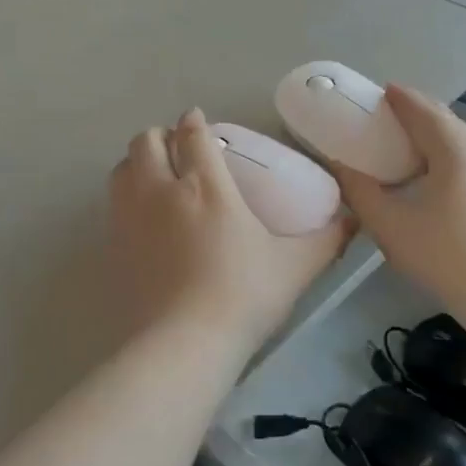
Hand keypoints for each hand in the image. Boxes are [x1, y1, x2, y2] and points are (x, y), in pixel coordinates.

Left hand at [109, 110, 353, 346]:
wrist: (184, 345)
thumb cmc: (244, 296)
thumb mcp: (296, 267)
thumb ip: (326, 240)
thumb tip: (352, 220)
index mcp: (206, 185)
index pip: (193, 135)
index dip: (194, 121)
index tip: (198, 120)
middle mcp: (162, 190)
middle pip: (146, 142)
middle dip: (160, 136)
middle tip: (177, 148)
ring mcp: (131, 218)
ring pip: (122, 168)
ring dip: (137, 162)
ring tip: (155, 175)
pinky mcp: (114, 247)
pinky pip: (113, 205)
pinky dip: (125, 197)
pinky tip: (143, 218)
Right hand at [332, 87, 465, 311]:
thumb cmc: (444, 255)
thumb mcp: (389, 224)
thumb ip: (359, 190)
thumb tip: (337, 165)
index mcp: (454, 149)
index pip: (423, 110)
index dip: (399, 98)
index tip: (377, 92)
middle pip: (445, 120)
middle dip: (416, 112)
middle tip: (387, 116)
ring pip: (461, 140)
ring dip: (433, 134)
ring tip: (406, 143)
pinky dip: (446, 153)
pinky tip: (433, 175)